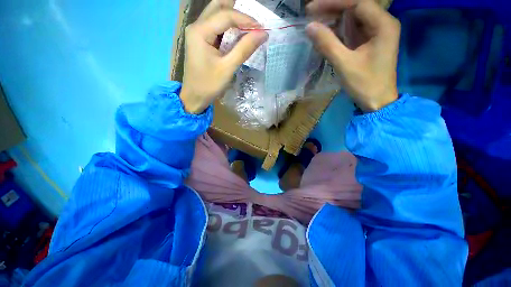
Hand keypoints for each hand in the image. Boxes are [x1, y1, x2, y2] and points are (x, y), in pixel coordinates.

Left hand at [180, 0, 267, 113]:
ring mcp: (197, 32)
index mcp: (200, 31)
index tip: (261, 29)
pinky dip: (228, 26)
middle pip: (218, 6)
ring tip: (248, 26)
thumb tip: (263, 34)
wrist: (195, 96)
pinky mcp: (201, 40)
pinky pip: (216, 26)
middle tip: (253, 22)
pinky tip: (237, 32)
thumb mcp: (228, 68)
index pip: (226, 15)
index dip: (246, 20)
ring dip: (233, 16)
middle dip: (238, 11)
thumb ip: (244, 49)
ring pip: (216, 13)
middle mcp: (197, 26)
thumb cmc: (209, 84)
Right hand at [306, 0, 400, 111]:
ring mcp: (376, 32)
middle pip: (356, 7)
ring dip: (335, 18)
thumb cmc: (364, 84)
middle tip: (311, 13)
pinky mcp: (370, 42)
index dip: (334, 3)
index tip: (312, 8)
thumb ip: (327, 44)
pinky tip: (327, 31)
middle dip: (333, 8)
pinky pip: (353, 29)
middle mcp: (383, 23)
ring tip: (315, 21)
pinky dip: (339, 29)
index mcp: (383, 24)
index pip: (357, 2)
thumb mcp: (344, 64)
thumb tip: (309, 27)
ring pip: (354, 17)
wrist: (377, 101)